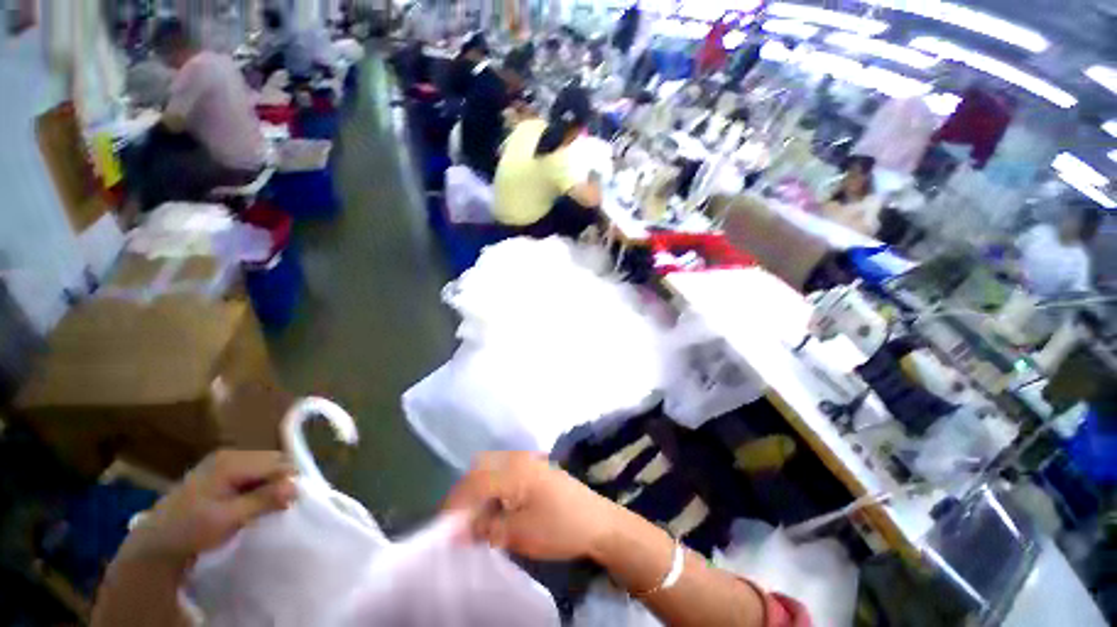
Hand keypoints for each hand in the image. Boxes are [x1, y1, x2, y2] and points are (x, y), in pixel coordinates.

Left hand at [121, 450, 296, 569]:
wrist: (155, 542)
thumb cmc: (190, 530)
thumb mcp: (228, 519)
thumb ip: (263, 500)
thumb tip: (297, 486)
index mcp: (232, 461)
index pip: (279, 462)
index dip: (289, 481)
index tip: (289, 504)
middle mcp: (231, 455)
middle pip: (273, 462)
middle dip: (280, 482)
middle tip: (278, 508)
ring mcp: (224, 462)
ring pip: (265, 468)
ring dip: (270, 486)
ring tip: (265, 508)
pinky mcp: (220, 472)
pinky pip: (253, 473)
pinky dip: (258, 487)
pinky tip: (251, 504)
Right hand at [443, 451, 622, 561]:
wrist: (598, 522)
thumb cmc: (559, 527)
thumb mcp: (518, 533)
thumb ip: (485, 528)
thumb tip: (456, 531)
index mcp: (513, 469)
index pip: (474, 482)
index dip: (455, 504)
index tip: (443, 528)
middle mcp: (519, 458)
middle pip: (481, 469)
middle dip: (466, 494)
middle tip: (460, 523)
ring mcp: (530, 461)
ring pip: (494, 469)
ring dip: (481, 491)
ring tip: (477, 519)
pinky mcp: (537, 468)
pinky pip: (507, 473)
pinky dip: (496, 489)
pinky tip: (497, 509)